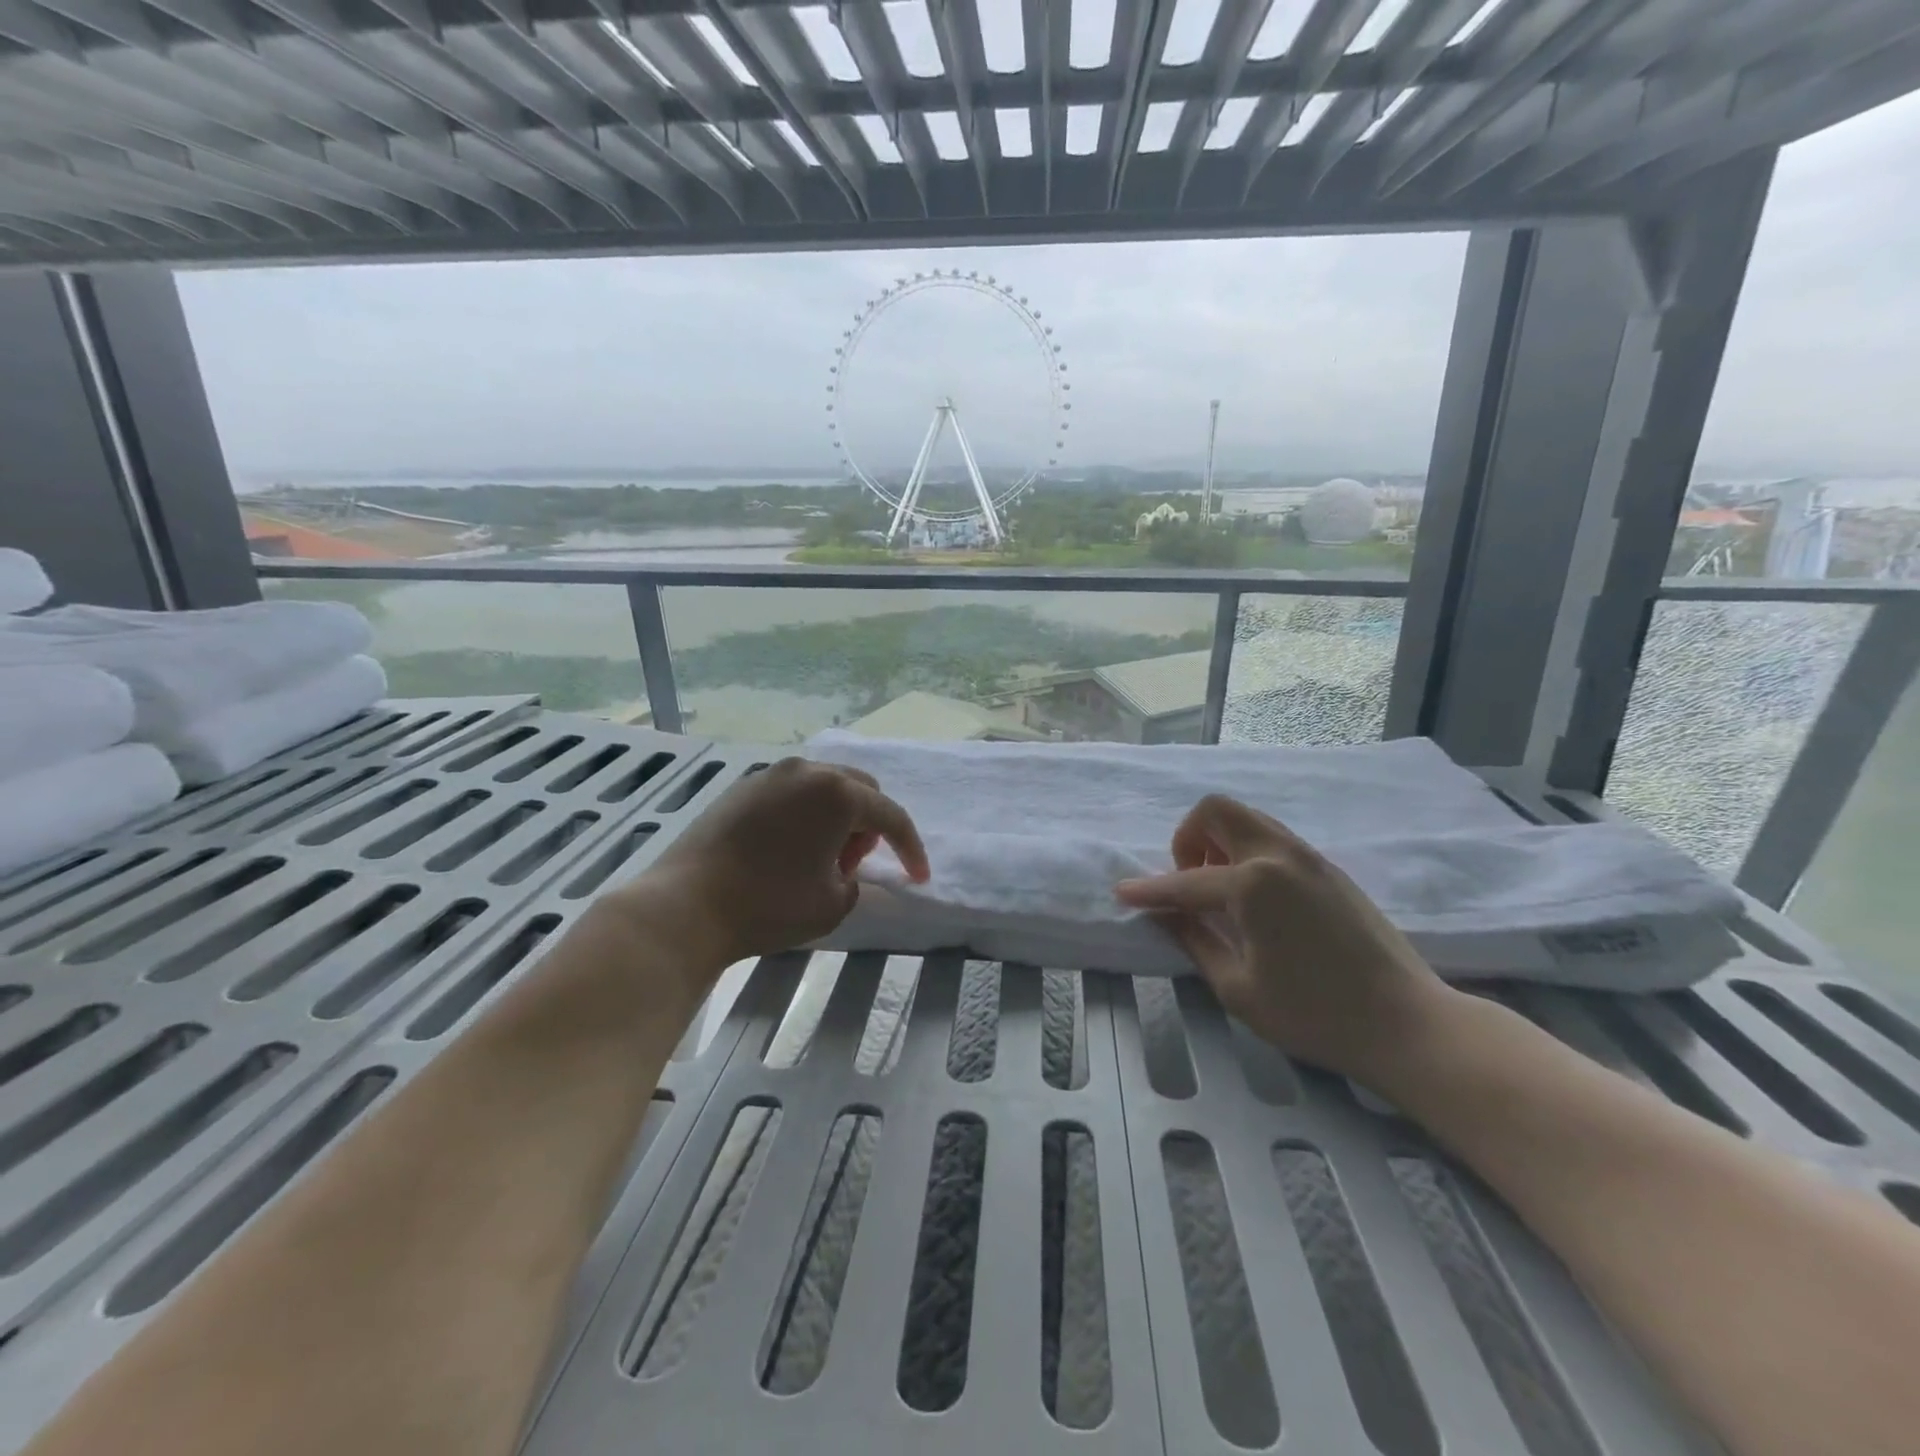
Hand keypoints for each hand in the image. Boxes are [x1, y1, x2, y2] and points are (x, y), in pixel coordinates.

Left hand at [616, 757, 928, 970]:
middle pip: (859, 789)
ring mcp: (770, 775)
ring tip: (820, 856)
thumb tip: (843, 867)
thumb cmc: (770, 904)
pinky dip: (805, 813)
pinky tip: (788, 847)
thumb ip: (855, 880)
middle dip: (869, 824)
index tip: (918, 877)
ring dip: (837, 816)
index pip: (890, 816)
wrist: (687, 905)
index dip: (910, 849)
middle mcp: (807, 771)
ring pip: (824, 786)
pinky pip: (791, 793)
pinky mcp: (742, 787)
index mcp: (837, 793)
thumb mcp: (833, 904)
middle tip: (854, 863)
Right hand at [1115, 794, 1455, 1082]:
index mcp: (1253, 883)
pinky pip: (1273, 838)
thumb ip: (1194, 940)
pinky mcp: (1329, 869)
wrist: (1408, 1024)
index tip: (1123, 893)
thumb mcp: (1238, 988)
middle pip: (1217, 811)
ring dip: (1219, 841)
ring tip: (1219, 892)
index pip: (1185, 881)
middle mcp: (1279, 854)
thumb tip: (1164, 915)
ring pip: (1248, 819)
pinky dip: (1247, 851)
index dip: (1149, 890)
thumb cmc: (1315, 1014)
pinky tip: (1253, 899)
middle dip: (1188, 838)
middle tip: (1189, 882)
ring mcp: (1309, 857)